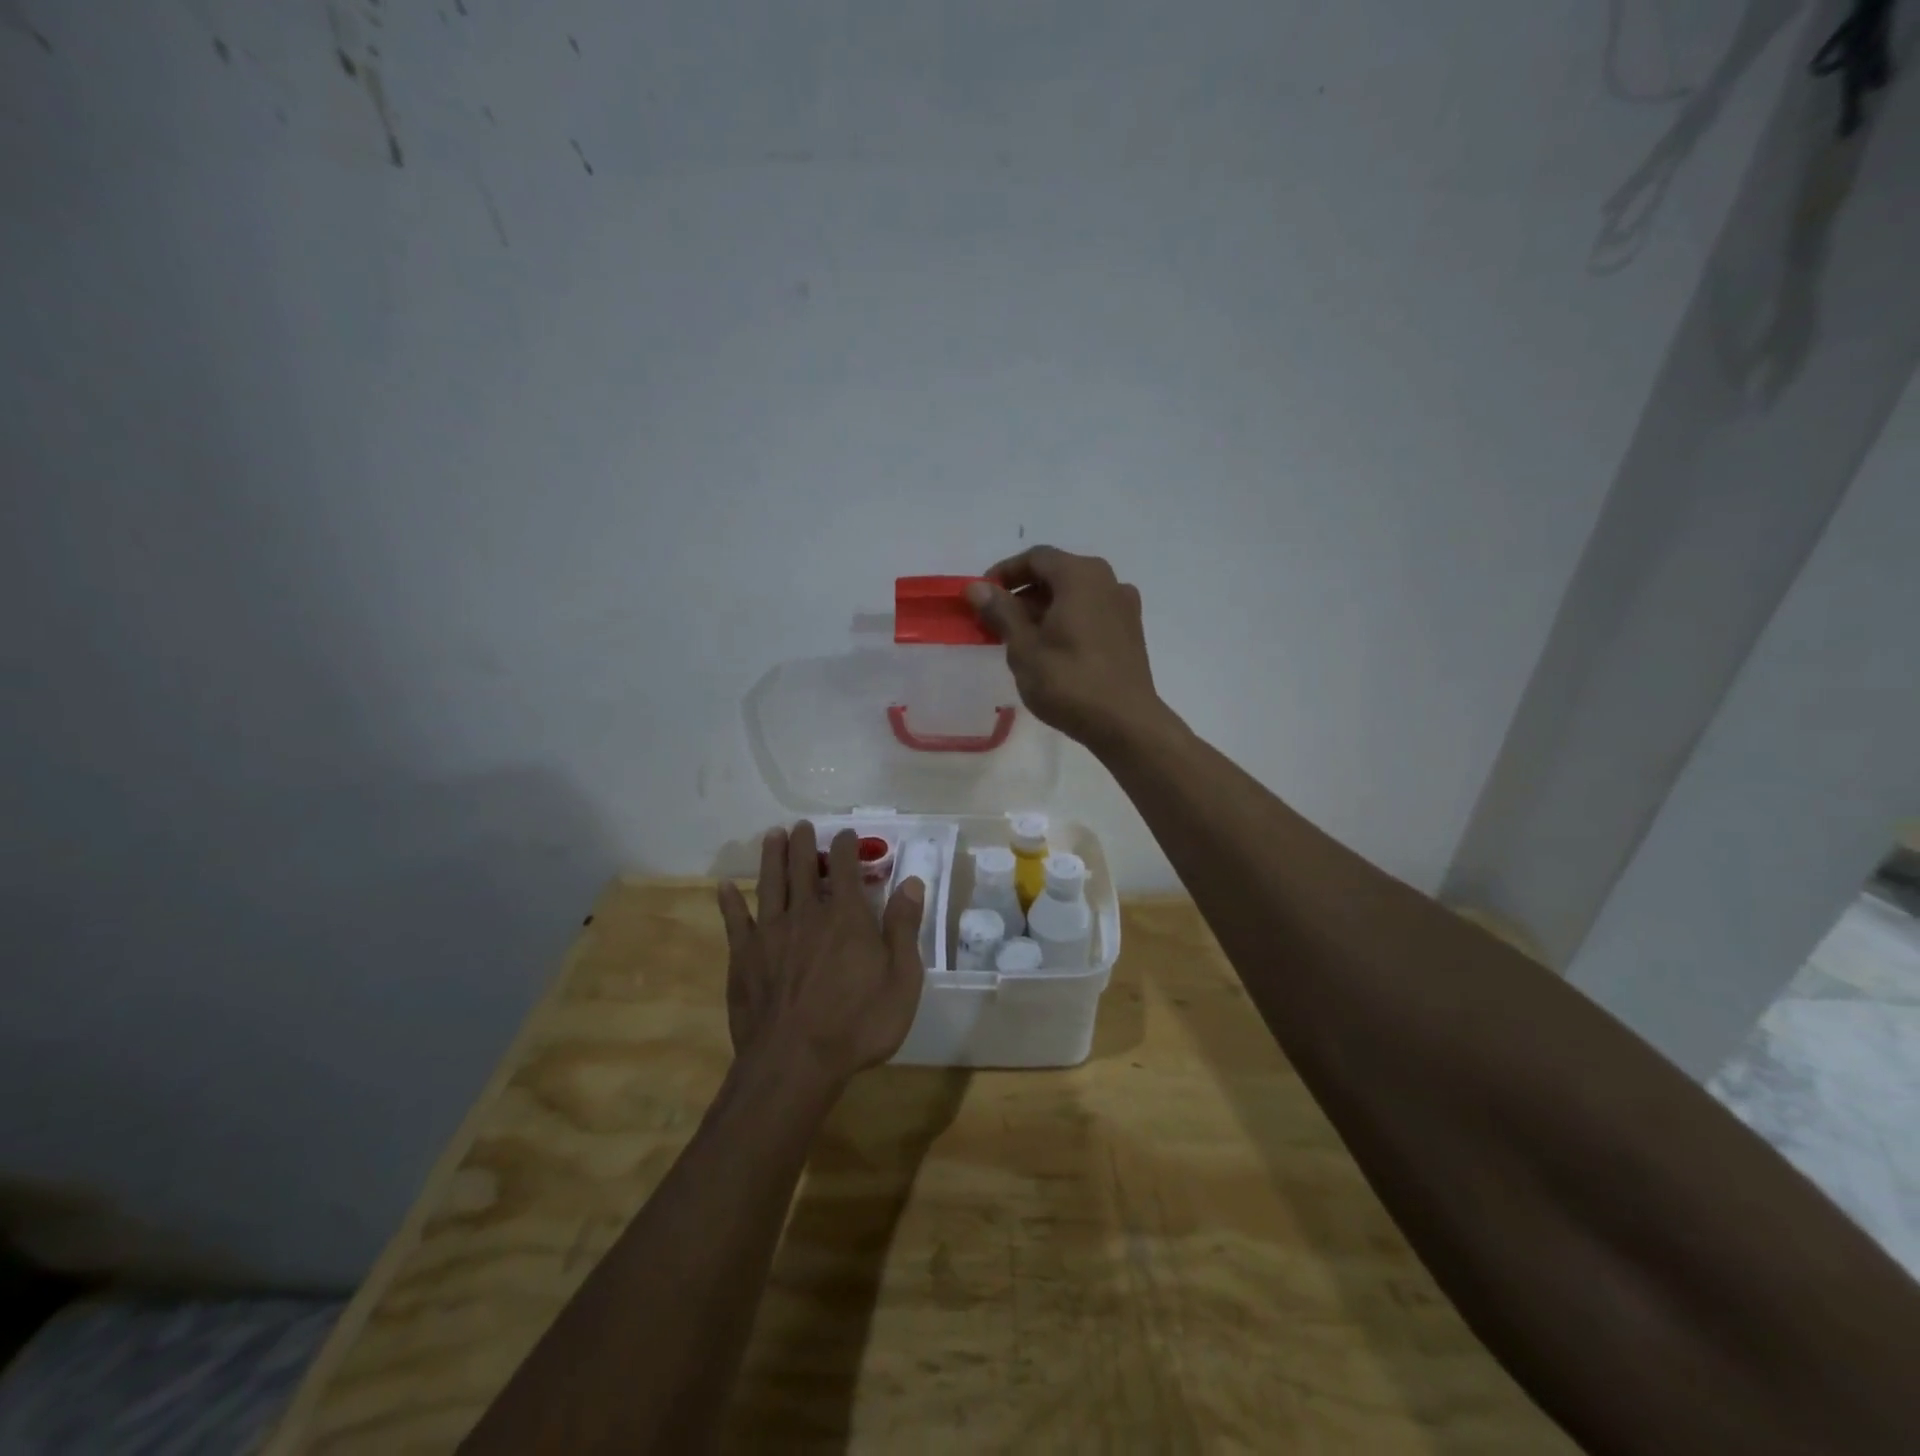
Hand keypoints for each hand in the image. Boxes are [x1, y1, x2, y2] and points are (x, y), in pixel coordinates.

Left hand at [716, 823, 926, 1085]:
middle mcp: (806, 913)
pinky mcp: (743, 957)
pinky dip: (730, 902)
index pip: (846, 868)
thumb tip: (910, 882)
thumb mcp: (901, 979)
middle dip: (803, 843)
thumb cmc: (858, 1024)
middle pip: (803, 867)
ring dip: (771, 857)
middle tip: (802, 825)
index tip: (846, 834)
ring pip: (770, 884)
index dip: (846, 846)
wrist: (794, 1063)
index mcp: (846, 916)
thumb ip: (903, 927)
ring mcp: (770, 934)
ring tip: (772, 835)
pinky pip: (734, 921)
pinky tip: (725, 888)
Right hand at [966, 546, 1165, 753]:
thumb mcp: (1024, 647)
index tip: (982, 597)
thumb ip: (1001, 611)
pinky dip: (1066, 620)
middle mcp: (1107, 581)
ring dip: (1044, 609)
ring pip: (1075, 595)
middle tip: (996, 621)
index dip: (1004, 573)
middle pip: (1057, 574)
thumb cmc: (1069, 682)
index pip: (1035, 558)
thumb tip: (977, 587)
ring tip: (1020, 638)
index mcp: (1080, 575)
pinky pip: (1091, 613)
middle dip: (1023, 593)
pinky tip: (1051, 650)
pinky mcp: (1130, 632)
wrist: (1126, 723)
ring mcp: (1124, 606)